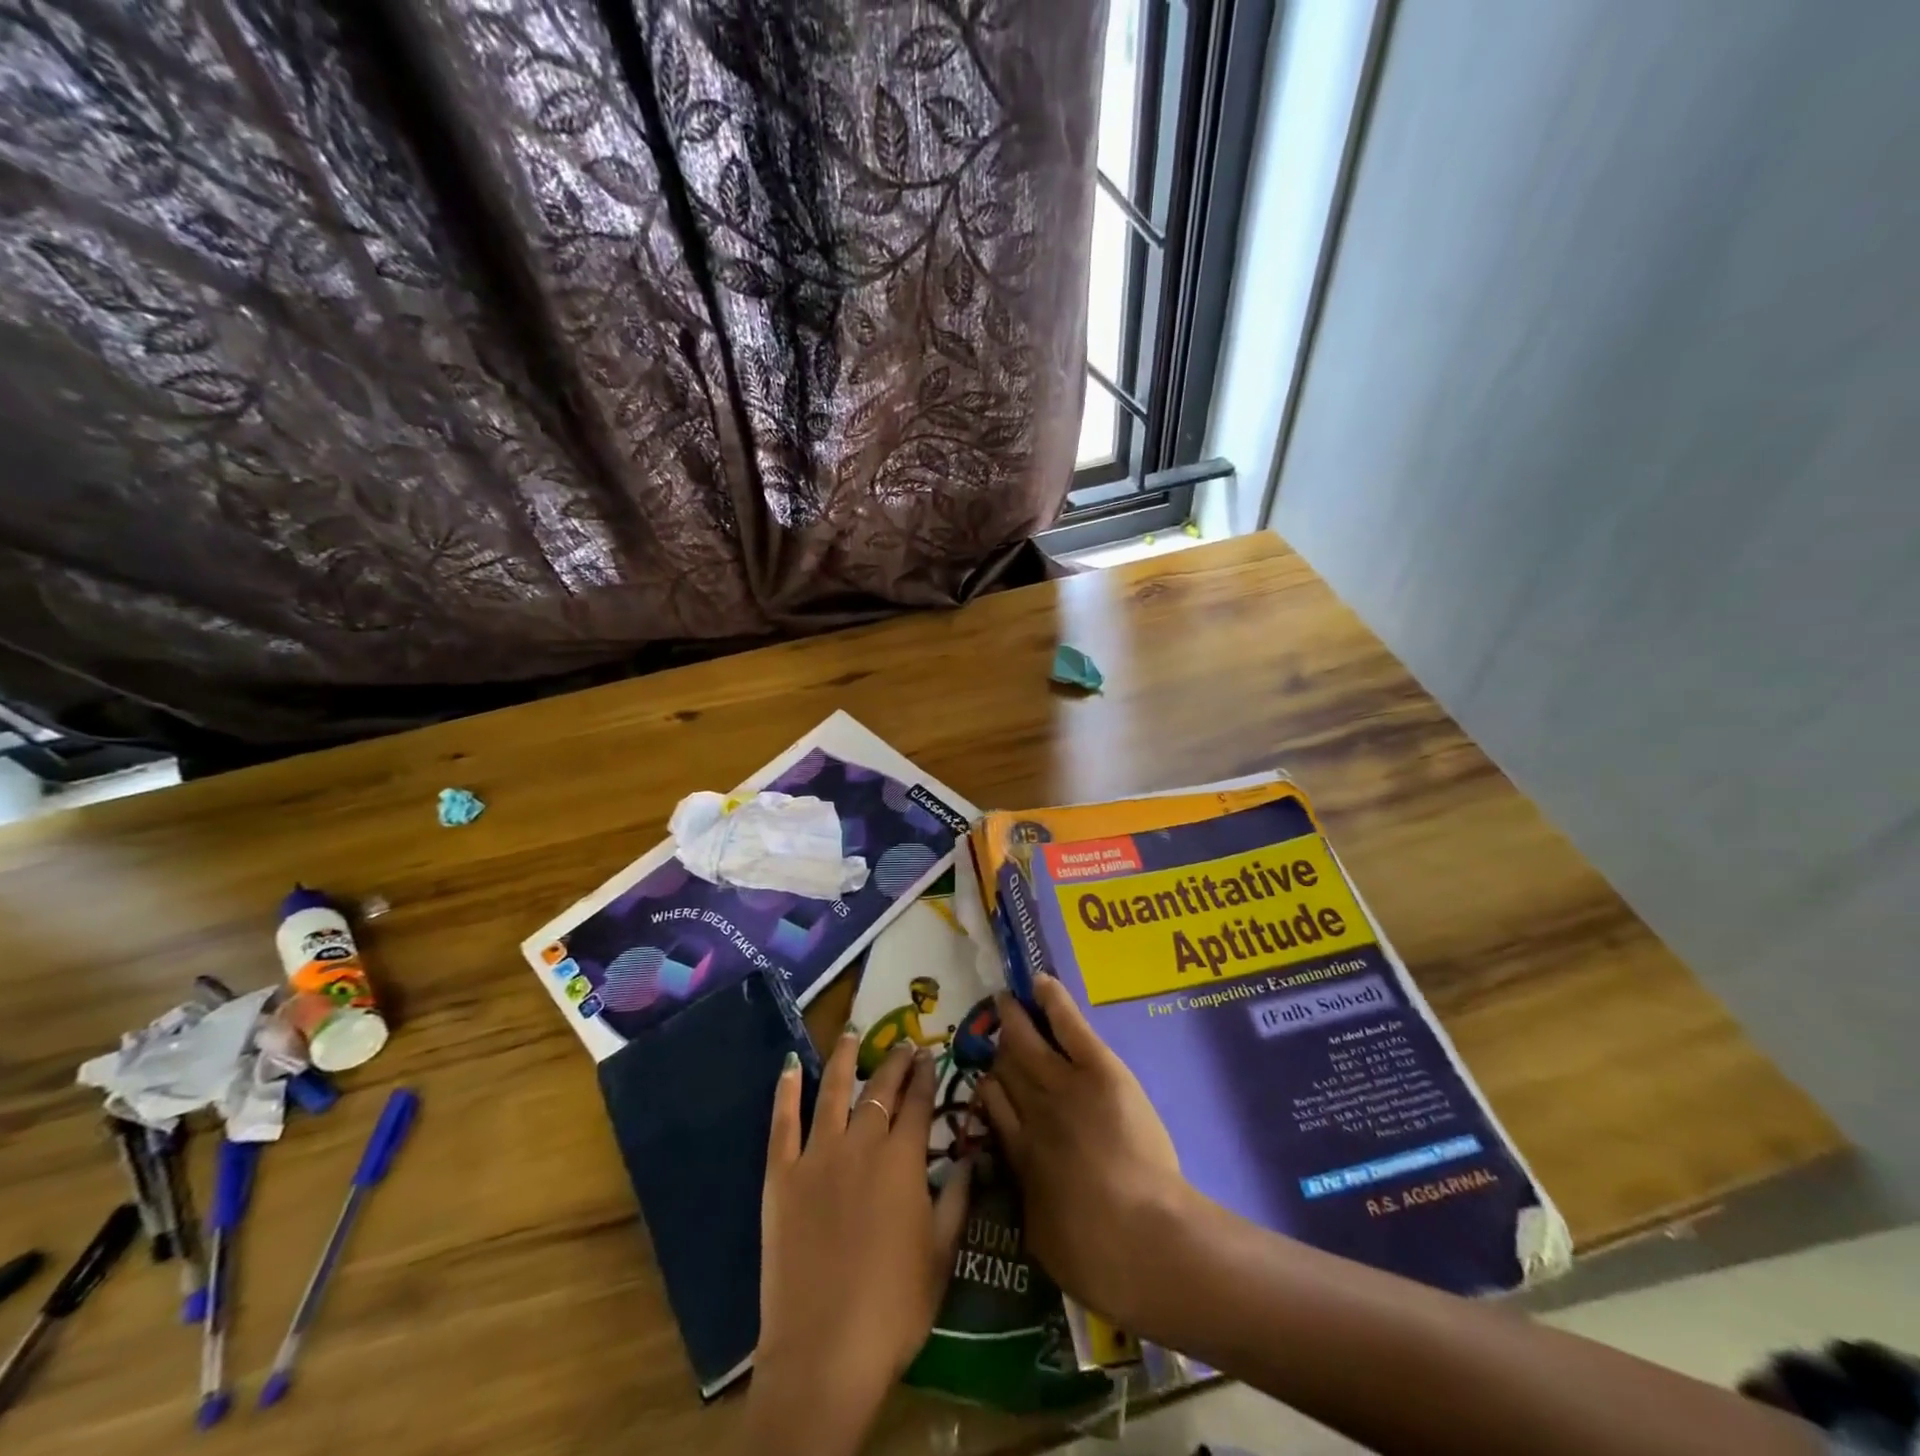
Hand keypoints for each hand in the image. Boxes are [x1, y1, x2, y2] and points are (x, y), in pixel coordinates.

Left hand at [745, 1033, 970, 1455]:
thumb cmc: (893, 1309)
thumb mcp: (941, 1256)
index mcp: (903, 1162)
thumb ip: (958, 1200)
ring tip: (851, 1032)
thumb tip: (972, 1157)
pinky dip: (785, 1092)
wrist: (824, 1352)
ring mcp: (817, 1156)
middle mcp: (861, 1144)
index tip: (930, 1056)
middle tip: (903, 1043)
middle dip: (895, 1062)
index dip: (926, 1077)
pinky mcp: (781, 1176)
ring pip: (832, 1091)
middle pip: (880, 1090)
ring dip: (844, 1058)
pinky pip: (782, 1124)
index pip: (919, 1104)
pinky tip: (789, 1066)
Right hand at [976, 975, 1192, 1333]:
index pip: (992, 1104)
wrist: (1138, 1238)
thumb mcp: (1043, 1235)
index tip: (987, 1076)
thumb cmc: (1093, 1256)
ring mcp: (1061, 1084)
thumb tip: (1022, 1184)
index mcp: (1017, 1153)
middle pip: (1005, 1067)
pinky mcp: (1096, 1069)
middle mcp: (1030, 1111)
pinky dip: (1053, 1001)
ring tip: (1006, 1000)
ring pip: (1027, 1042)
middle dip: (996, 1046)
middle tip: (990, 1026)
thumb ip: (1029, 1201)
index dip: (988, 1086)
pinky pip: (1068, 1025)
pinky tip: (1041, 982)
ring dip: (1015, 1019)